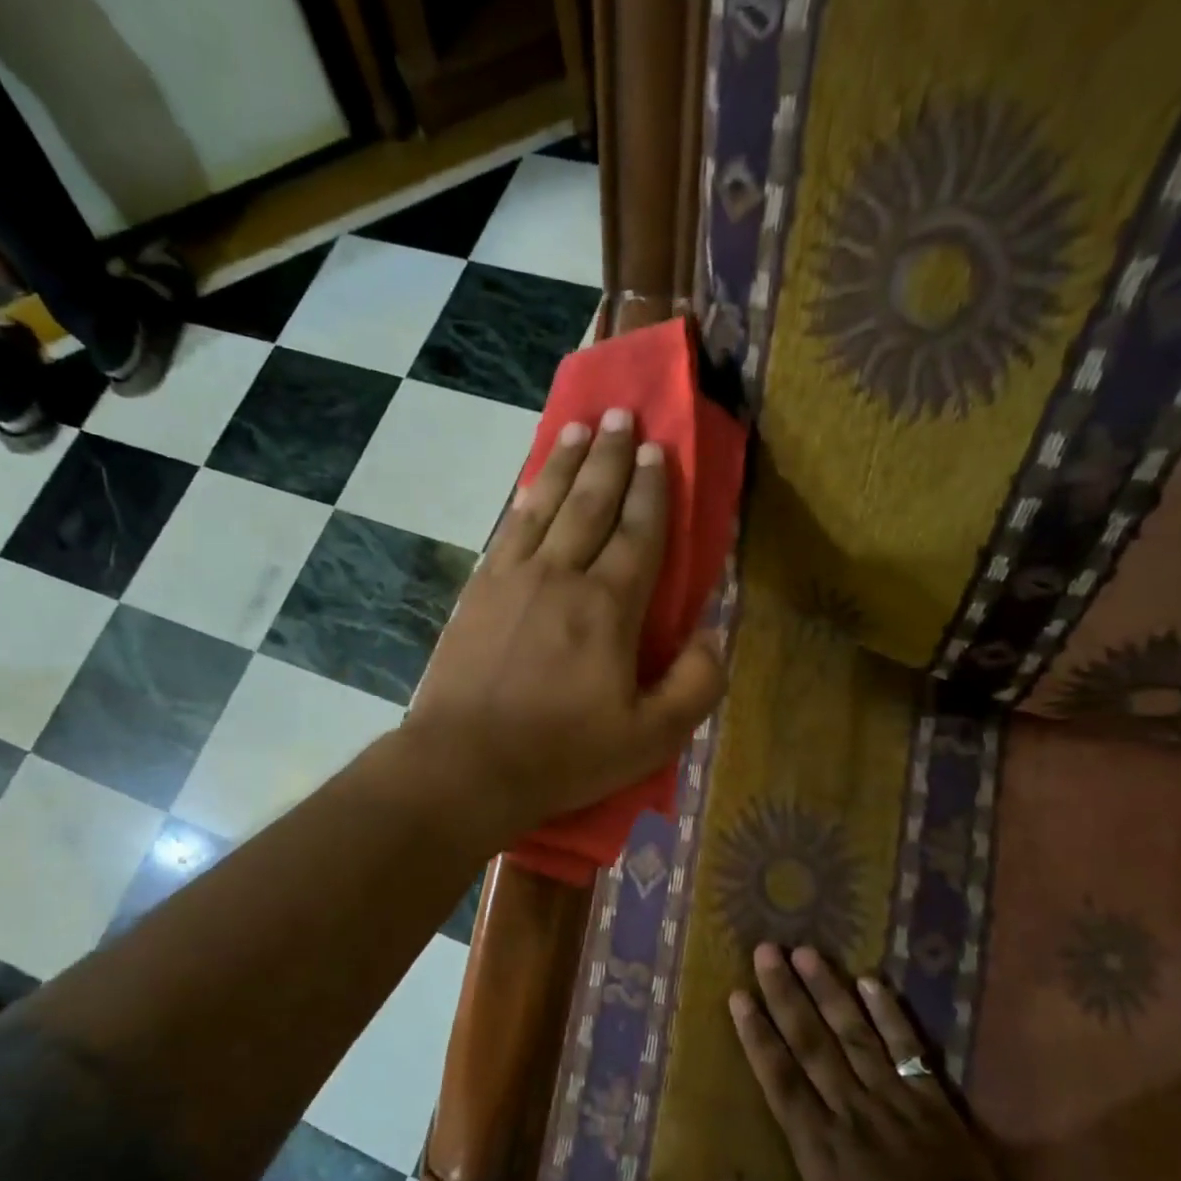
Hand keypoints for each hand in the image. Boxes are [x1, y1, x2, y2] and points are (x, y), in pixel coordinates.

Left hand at [402, 407, 725, 840]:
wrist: (465, 764)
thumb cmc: (562, 755)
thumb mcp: (649, 739)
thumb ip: (695, 685)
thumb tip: (714, 636)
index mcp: (608, 607)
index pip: (639, 533)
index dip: (652, 490)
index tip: (659, 451)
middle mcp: (561, 575)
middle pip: (591, 503)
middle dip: (611, 457)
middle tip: (621, 416)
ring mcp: (512, 578)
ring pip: (546, 506)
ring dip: (566, 464)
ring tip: (580, 430)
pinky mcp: (477, 591)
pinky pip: (508, 530)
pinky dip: (525, 500)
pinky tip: (532, 485)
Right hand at [706, 944, 1023, 1180]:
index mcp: (821, 1145)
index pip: (781, 1077)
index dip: (757, 1035)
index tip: (739, 996)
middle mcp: (851, 1109)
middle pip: (812, 1042)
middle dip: (785, 994)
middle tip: (766, 952)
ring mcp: (893, 1098)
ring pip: (853, 1033)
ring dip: (828, 990)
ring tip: (806, 952)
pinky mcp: (931, 1098)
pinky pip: (907, 1047)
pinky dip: (889, 1014)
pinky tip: (871, 981)